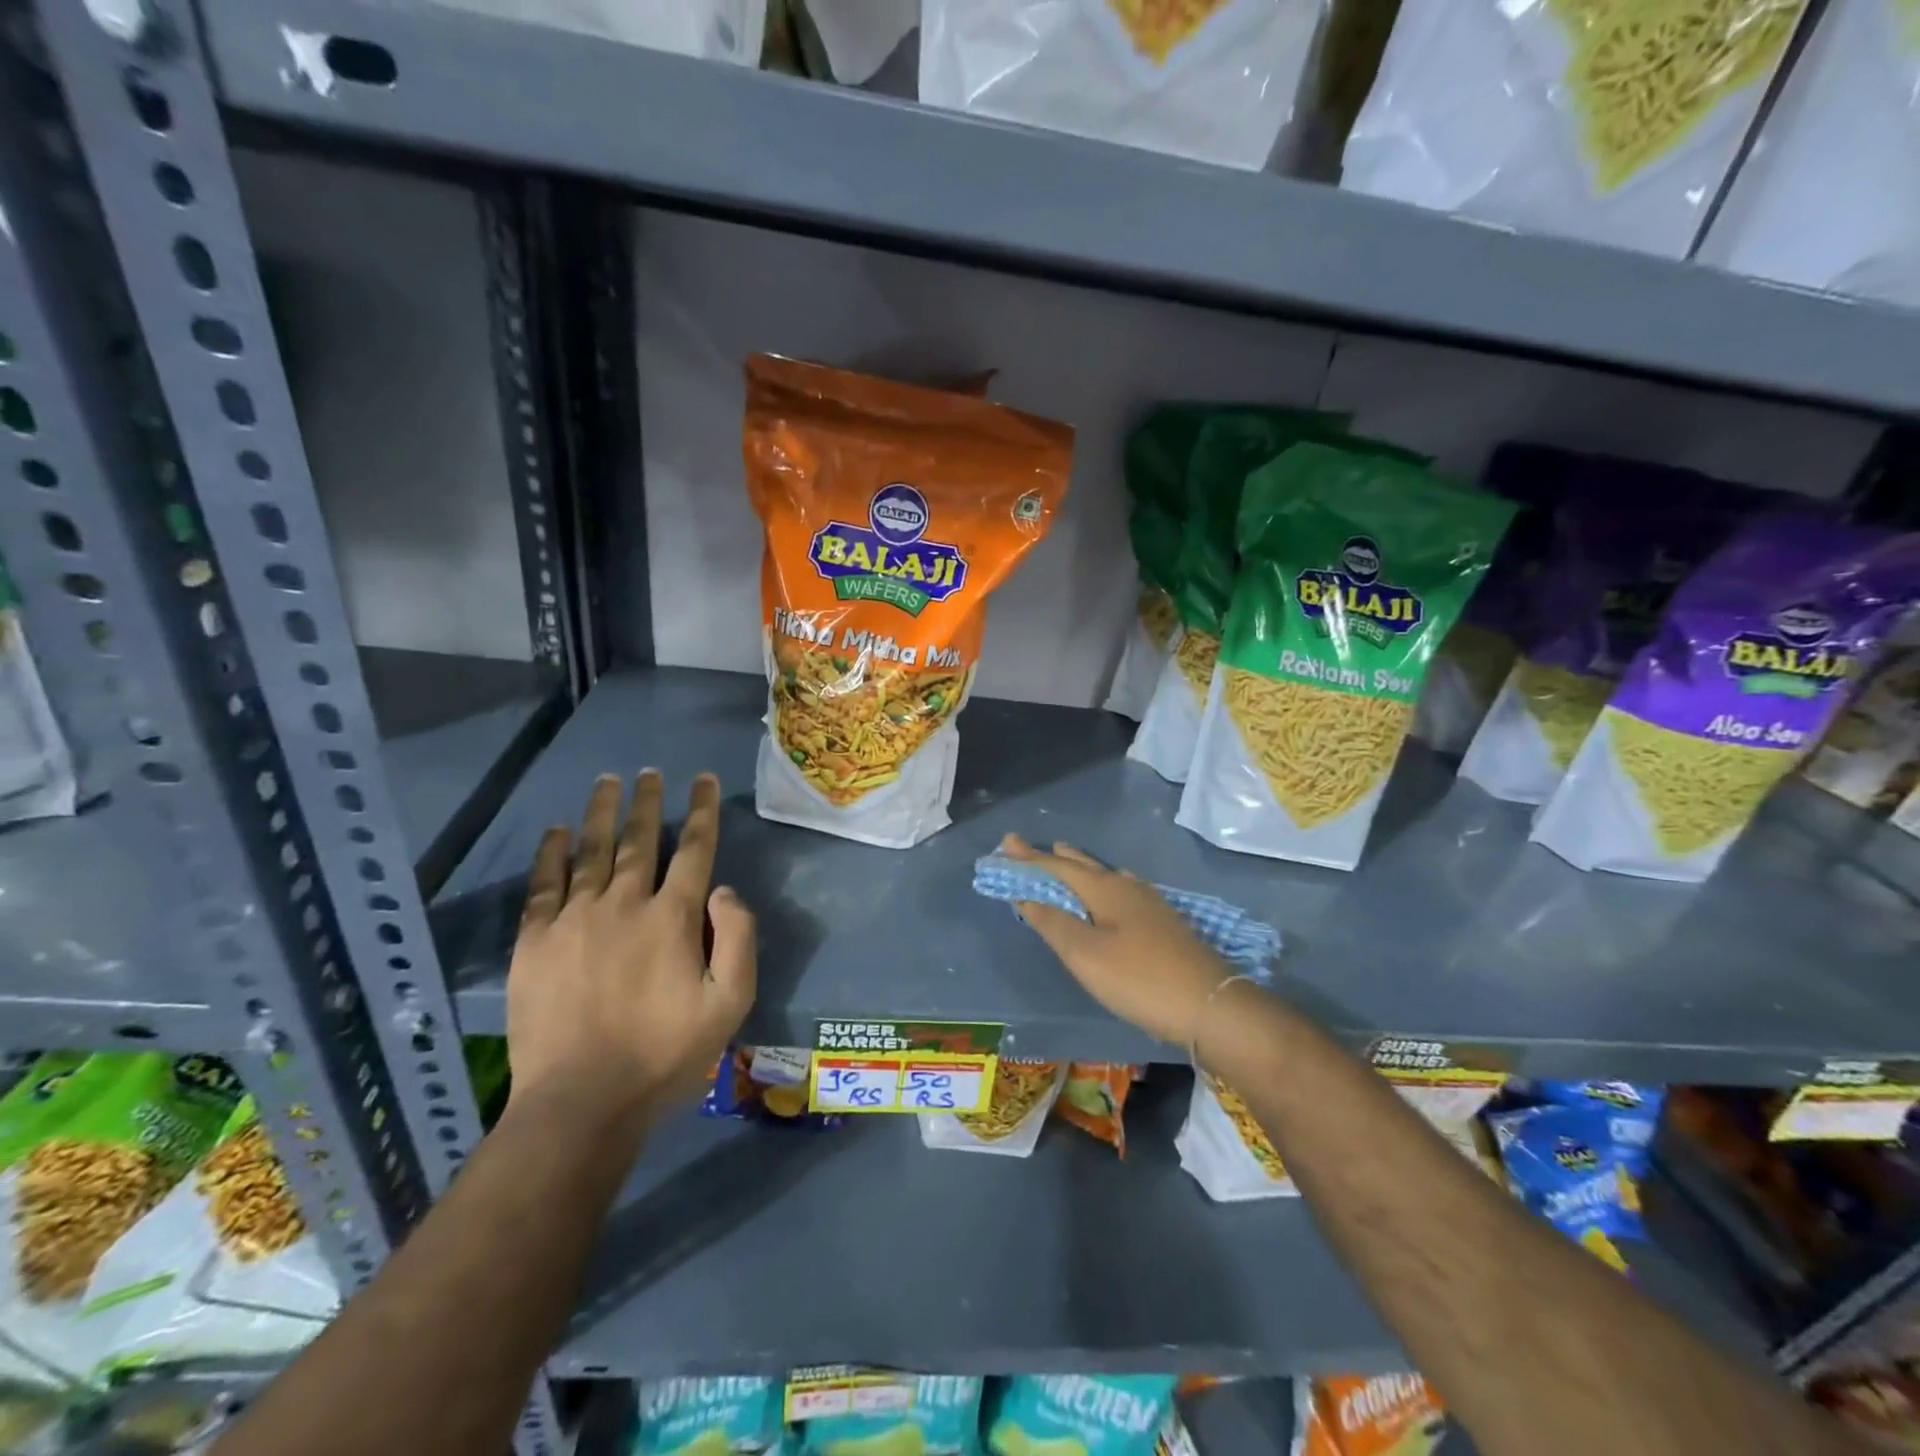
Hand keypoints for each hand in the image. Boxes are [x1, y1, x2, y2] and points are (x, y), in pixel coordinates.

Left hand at [506, 771, 755, 1121]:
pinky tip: (557, 831)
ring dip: (601, 813)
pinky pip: (543, 885)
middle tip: (649, 772)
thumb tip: (724, 889)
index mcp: (674, 917)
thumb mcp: (730, 1003)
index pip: (694, 849)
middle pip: (639, 840)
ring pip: (591, 852)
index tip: (703, 780)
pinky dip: (552, 853)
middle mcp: (624, 904)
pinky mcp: (536, 941)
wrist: (581, 1101)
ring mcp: (575, 919)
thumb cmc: (665, 1054)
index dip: (702, 811)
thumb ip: (739, 939)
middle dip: (647, 802)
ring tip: (607, 781)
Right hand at [1001, 833, 1233, 1047]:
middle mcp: (1127, 887)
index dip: (1030, 858)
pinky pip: (1120, 891)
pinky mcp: (1163, 923)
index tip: (1006, 843)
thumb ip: (1054, 923)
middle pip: (1084, 866)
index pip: (1058, 867)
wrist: (1210, 1005)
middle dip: (1055, 858)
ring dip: (1080, 869)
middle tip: (1031, 849)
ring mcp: (1150, 904)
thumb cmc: (1139, 978)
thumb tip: (1026, 896)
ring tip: (1066, 859)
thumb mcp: (1086, 955)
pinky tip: (1110, 894)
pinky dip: (1100, 886)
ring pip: (1105, 876)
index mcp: (1105, 889)